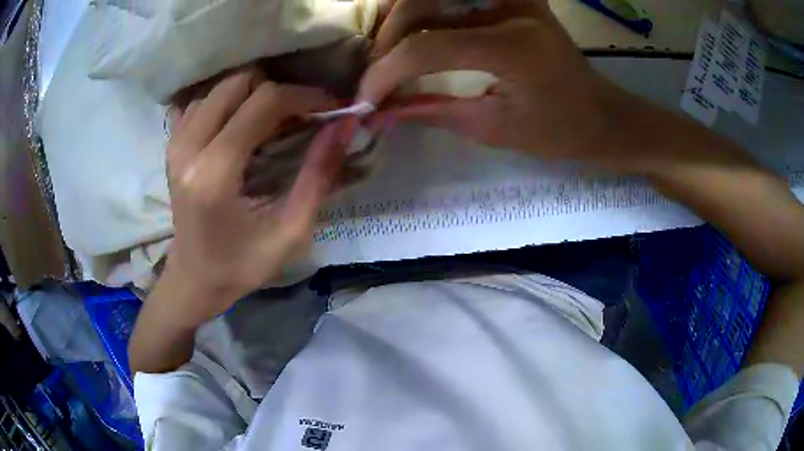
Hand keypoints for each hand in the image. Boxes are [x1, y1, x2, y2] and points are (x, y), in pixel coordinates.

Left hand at [164, 67, 346, 323]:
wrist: (194, 280)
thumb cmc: (241, 266)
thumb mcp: (290, 232)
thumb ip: (317, 175)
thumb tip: (343, 126)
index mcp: (215, 173)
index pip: (264, 102)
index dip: (304, 96)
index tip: (330, 107)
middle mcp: (189, 149)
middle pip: (238, 82)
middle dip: (277, 90)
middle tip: (299, 114)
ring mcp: (175, 144)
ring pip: (219, 87)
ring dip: (251, 95)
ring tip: (272, 119)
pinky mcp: (171, 146)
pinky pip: (200, 103)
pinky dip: (225, 103)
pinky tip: (239, 122)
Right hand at [360, 1, 626, 159]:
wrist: (599, 113)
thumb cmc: (556, 131)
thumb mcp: (492, 128)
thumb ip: (431, 110)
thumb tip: (379, 110)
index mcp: (512, 47)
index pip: (426, 46)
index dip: (386, 72)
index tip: (366, 98)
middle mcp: (510, 7)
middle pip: (421, 3)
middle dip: (388, 39)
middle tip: (376, 71)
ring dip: (401, 18)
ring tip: (390, 52)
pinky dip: (426, 11)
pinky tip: (415, 32)